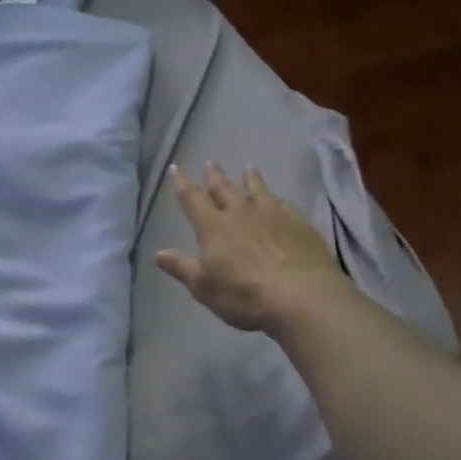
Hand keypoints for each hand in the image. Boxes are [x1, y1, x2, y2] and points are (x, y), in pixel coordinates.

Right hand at [155, 164, 347, 332]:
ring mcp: (272, 214)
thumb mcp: (204, 287)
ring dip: (249, 178)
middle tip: (210, 163)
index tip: (177, 168)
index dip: (183, 184)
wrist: (302, 296)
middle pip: (224, 188)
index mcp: (214, 227)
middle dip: (214, 176)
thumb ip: (182, 267)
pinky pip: (283, 203)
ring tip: (247, 167)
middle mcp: (241, 213)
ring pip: (257, 189)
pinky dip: (276, 198)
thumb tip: (158, 254)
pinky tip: (278, 199)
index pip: (193, 199)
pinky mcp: (298, 222)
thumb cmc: (245, 295)